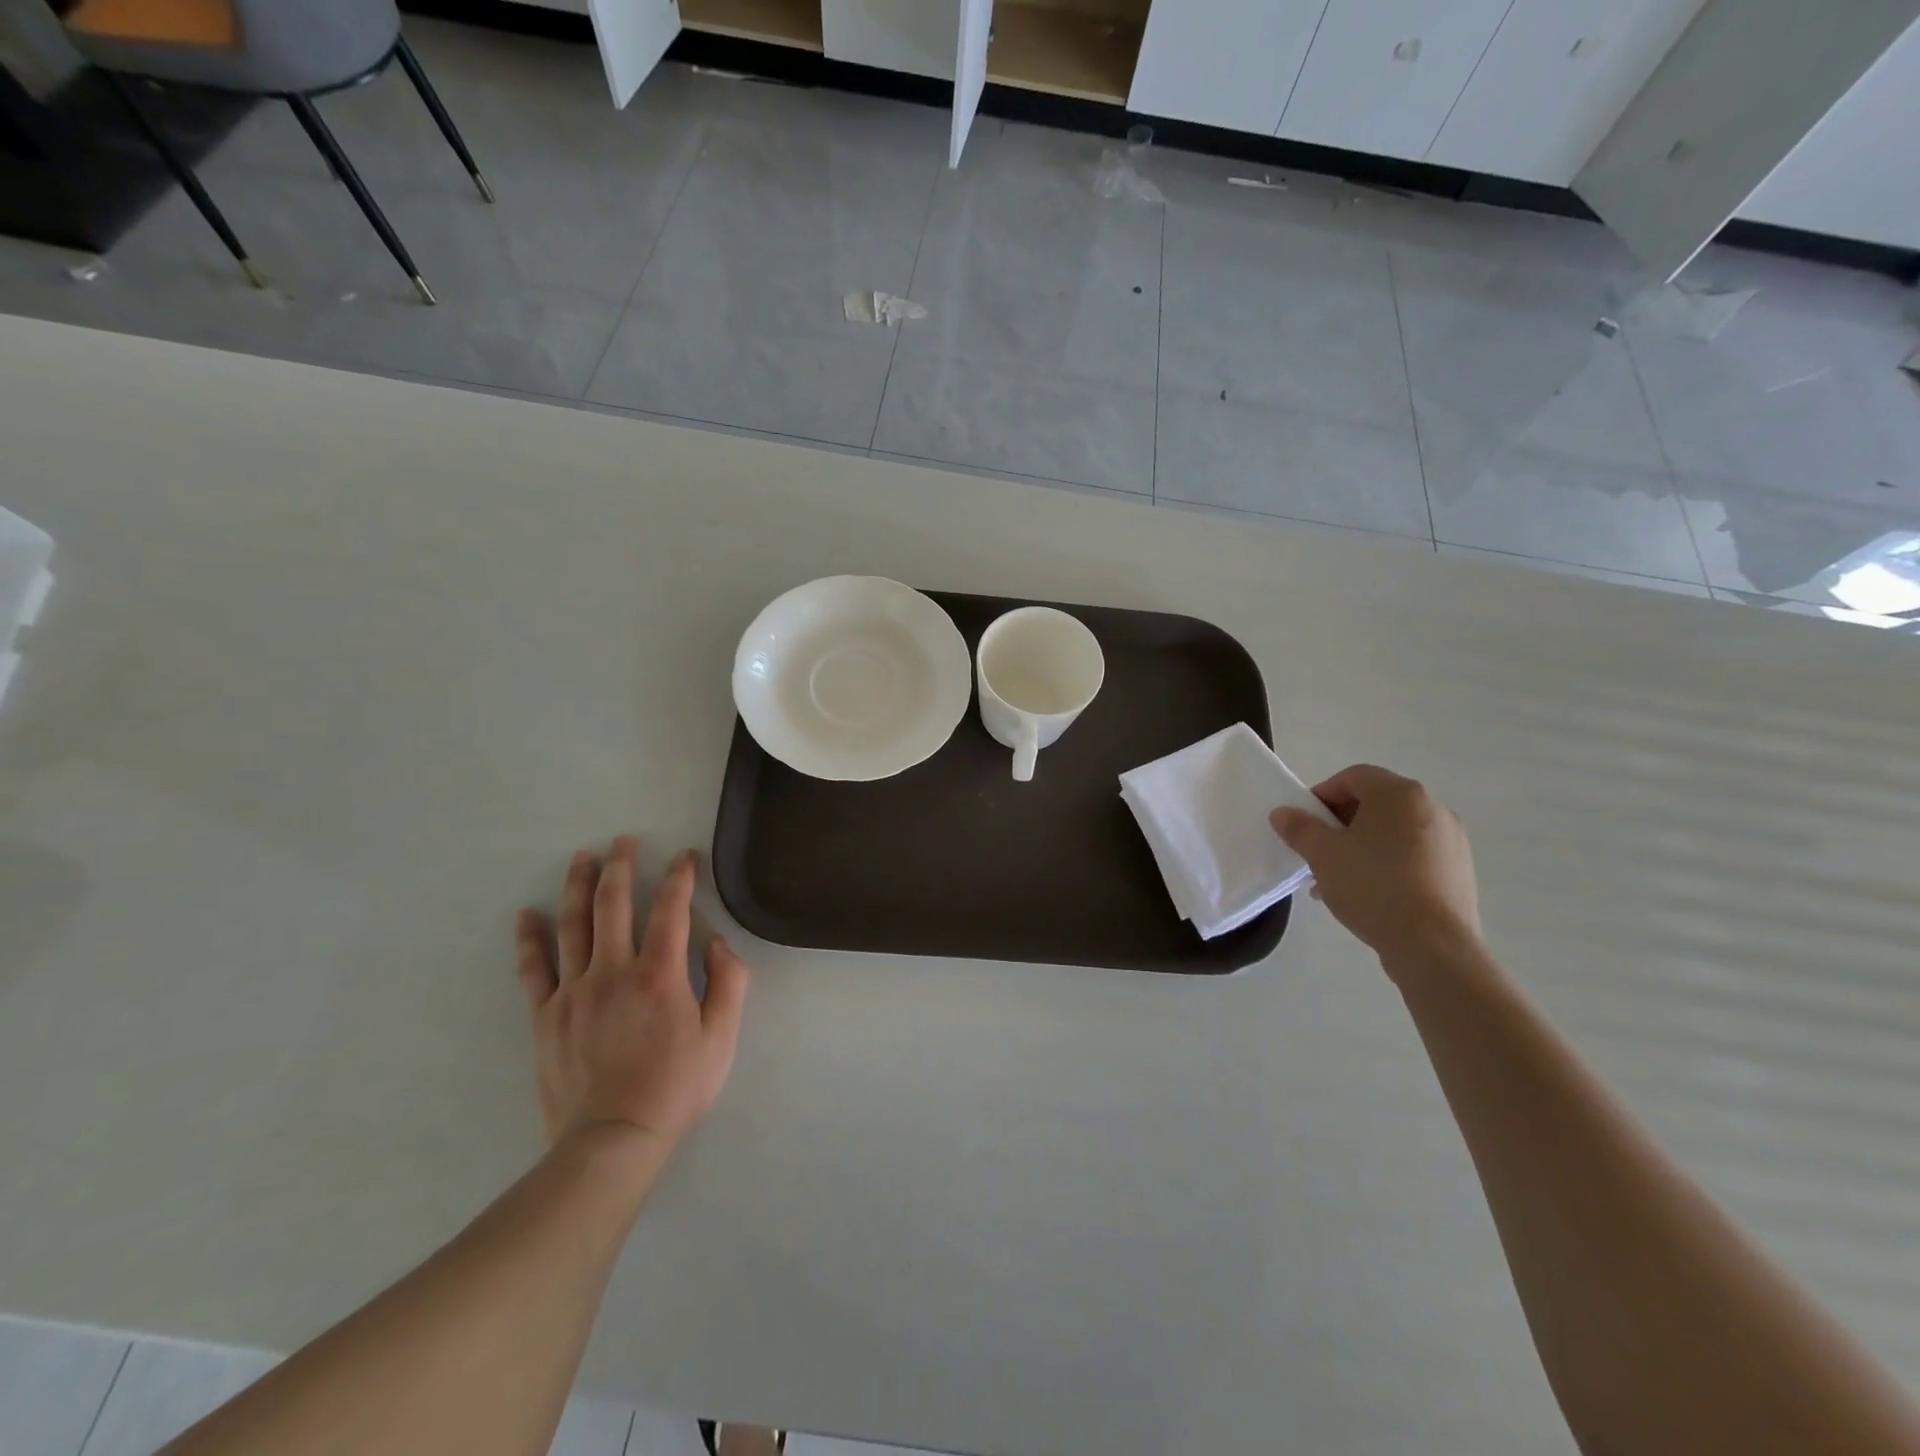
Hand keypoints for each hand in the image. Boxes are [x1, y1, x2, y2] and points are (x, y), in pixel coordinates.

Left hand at [515, 839, 748, 1156]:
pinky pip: (534, 968)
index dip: (681, 877)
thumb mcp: (721, 1038)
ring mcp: (573, 992)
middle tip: (624, 841)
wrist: (611, 1141)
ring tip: (582, 857)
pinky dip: (530, 938)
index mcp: (659, 975)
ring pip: (573, 925)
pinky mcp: (545, 1016)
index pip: (671, 909)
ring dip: (578, 886)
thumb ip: (728, 983)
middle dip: (621, 866)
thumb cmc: (675, 1088)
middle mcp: (613, 971)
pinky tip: (528, 914)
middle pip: (614, 904)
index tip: (686, 857)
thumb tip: (717, 942)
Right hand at [1269, 765, 1482, 975]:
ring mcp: (1451, 841)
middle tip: (1318, 851)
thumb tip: (1283, 813)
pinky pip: (1413, 856)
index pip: (1353, 777)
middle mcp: (1432, 808)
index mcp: (1400, 794)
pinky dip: (1387, 864)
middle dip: (1340, 824)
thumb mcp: (1322, 854)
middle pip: (1374, 803)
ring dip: (1361, 846)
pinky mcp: (1459, 872)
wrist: (1433, 946)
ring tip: (1338, 879)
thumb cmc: (1373, 887)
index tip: (1304, 824)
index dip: (1322, 795)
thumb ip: (1299, 828)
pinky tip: (1369, 894)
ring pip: (1393, 833)